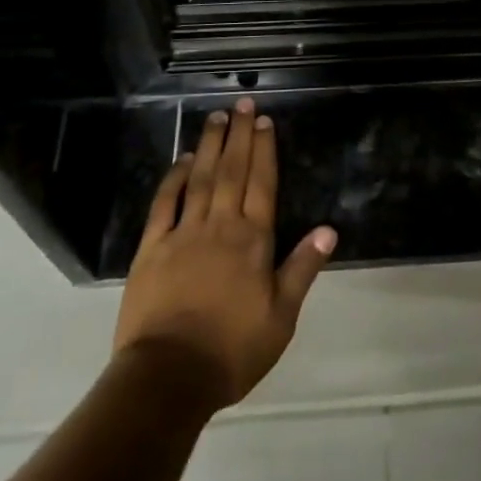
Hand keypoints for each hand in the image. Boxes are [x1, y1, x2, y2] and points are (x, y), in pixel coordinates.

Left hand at [113, 98, 336, 409]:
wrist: (169, 377)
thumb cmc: (232, 350)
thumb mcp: (281, 317)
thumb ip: (302, 269)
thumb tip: (329, 230)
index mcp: (253, 240)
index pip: (262, 183)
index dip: (265, 150)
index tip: (265, 121)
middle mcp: (220, 226)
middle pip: (232, 171)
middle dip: (240, 135)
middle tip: (243, 104)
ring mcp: (183, 234)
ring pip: (200, 178)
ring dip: (209, 145)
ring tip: (216, 117)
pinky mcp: (151, 249)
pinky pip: (164, 204)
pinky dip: (174, 179)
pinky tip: (182, 160)